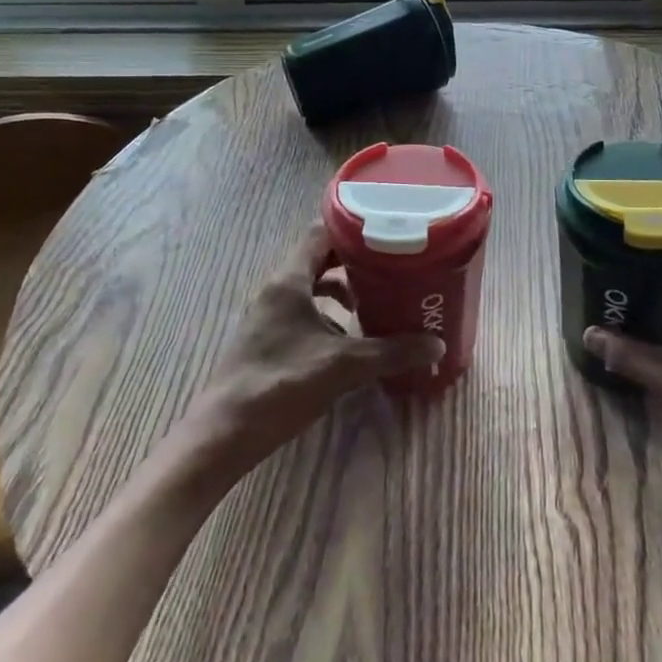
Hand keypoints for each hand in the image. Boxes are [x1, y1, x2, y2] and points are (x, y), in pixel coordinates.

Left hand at [174, 224, 444, 495]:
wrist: (225, 433)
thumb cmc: (282, 384)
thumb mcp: (343, 366)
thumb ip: (391, 352)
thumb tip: (436, 345)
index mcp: (289, 280)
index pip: (320, 233)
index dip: (353, 228)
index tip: (386, 232)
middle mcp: (276, 289)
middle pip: (318, 259)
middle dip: (354, 262)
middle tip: (390, 266)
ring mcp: (268, 315)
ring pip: (311, 288)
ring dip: (341, 291)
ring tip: (374, 303)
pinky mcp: (267, 339)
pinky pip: (303, 312)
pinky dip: (327, 317)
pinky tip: (349, 340)